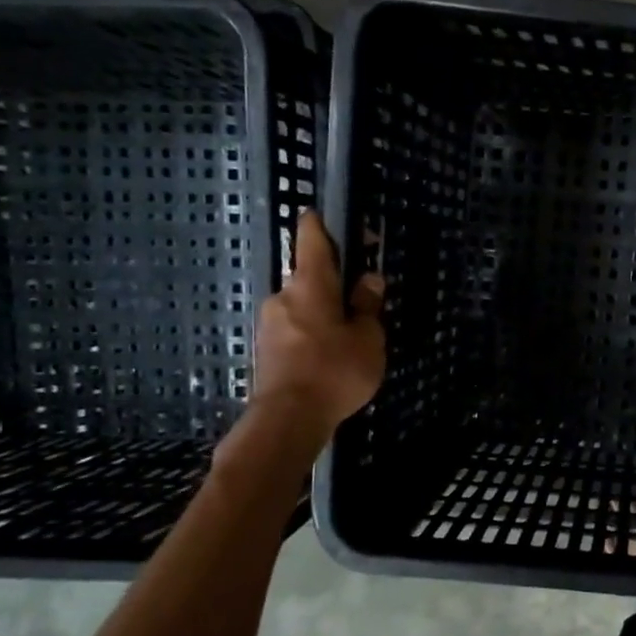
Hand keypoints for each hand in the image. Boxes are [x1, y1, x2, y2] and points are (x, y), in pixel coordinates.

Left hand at [245, 210, 384, 449]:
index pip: (311, 239)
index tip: (328, 216)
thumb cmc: (334, 371)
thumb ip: (368, 307)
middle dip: (334, 283)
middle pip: (310, 277)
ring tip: (351, 335)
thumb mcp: (368, 339)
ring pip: (303, 305)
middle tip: (362, 298)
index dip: (320, 224)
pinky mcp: (266, 349)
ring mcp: (270, 323)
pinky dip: (313, 333)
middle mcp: (284, 296)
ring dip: (324, 311)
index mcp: (311, 285)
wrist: (287, 419)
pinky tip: (331, 355)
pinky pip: (295, 329)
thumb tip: (369, 280)